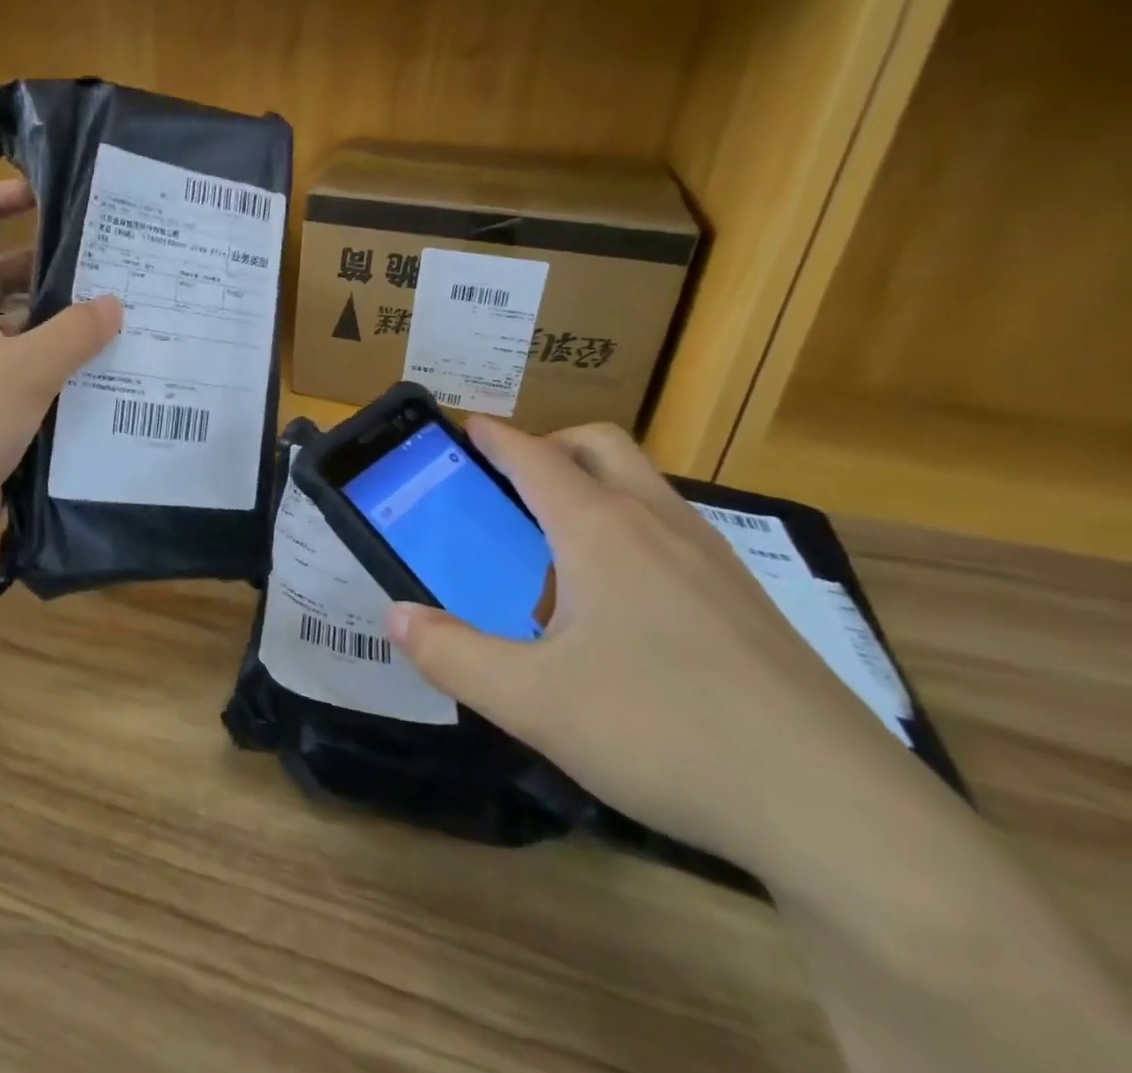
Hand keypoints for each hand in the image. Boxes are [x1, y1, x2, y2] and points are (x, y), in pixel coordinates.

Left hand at [0, 180, 120, 554]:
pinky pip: (17, 368)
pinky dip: (48, 362)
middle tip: (97, 263)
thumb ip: (75, 332)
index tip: (39, 194)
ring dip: (50, 318)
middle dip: (39, 264)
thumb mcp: (26, 369)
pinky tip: (91, 370)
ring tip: (107, 314)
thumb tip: (115, 303)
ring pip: (9, 325)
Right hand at [385, 419, 925, 877]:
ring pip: (643, 486)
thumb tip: (397, 616)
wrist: (837, 809)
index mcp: (601, 530)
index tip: (464, 426)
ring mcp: (713, 560)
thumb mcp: (532, 701)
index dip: (495, 436)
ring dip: (592, 486)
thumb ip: (453, 654)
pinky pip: (673, 531)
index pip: (535, 456)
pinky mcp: (748, 600)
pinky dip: (630, 530)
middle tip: (510, 486)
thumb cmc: (664, 731)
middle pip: (600, 445)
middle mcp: (658, 524)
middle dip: (549, 445)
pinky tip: (621, 607)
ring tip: (556, 550)